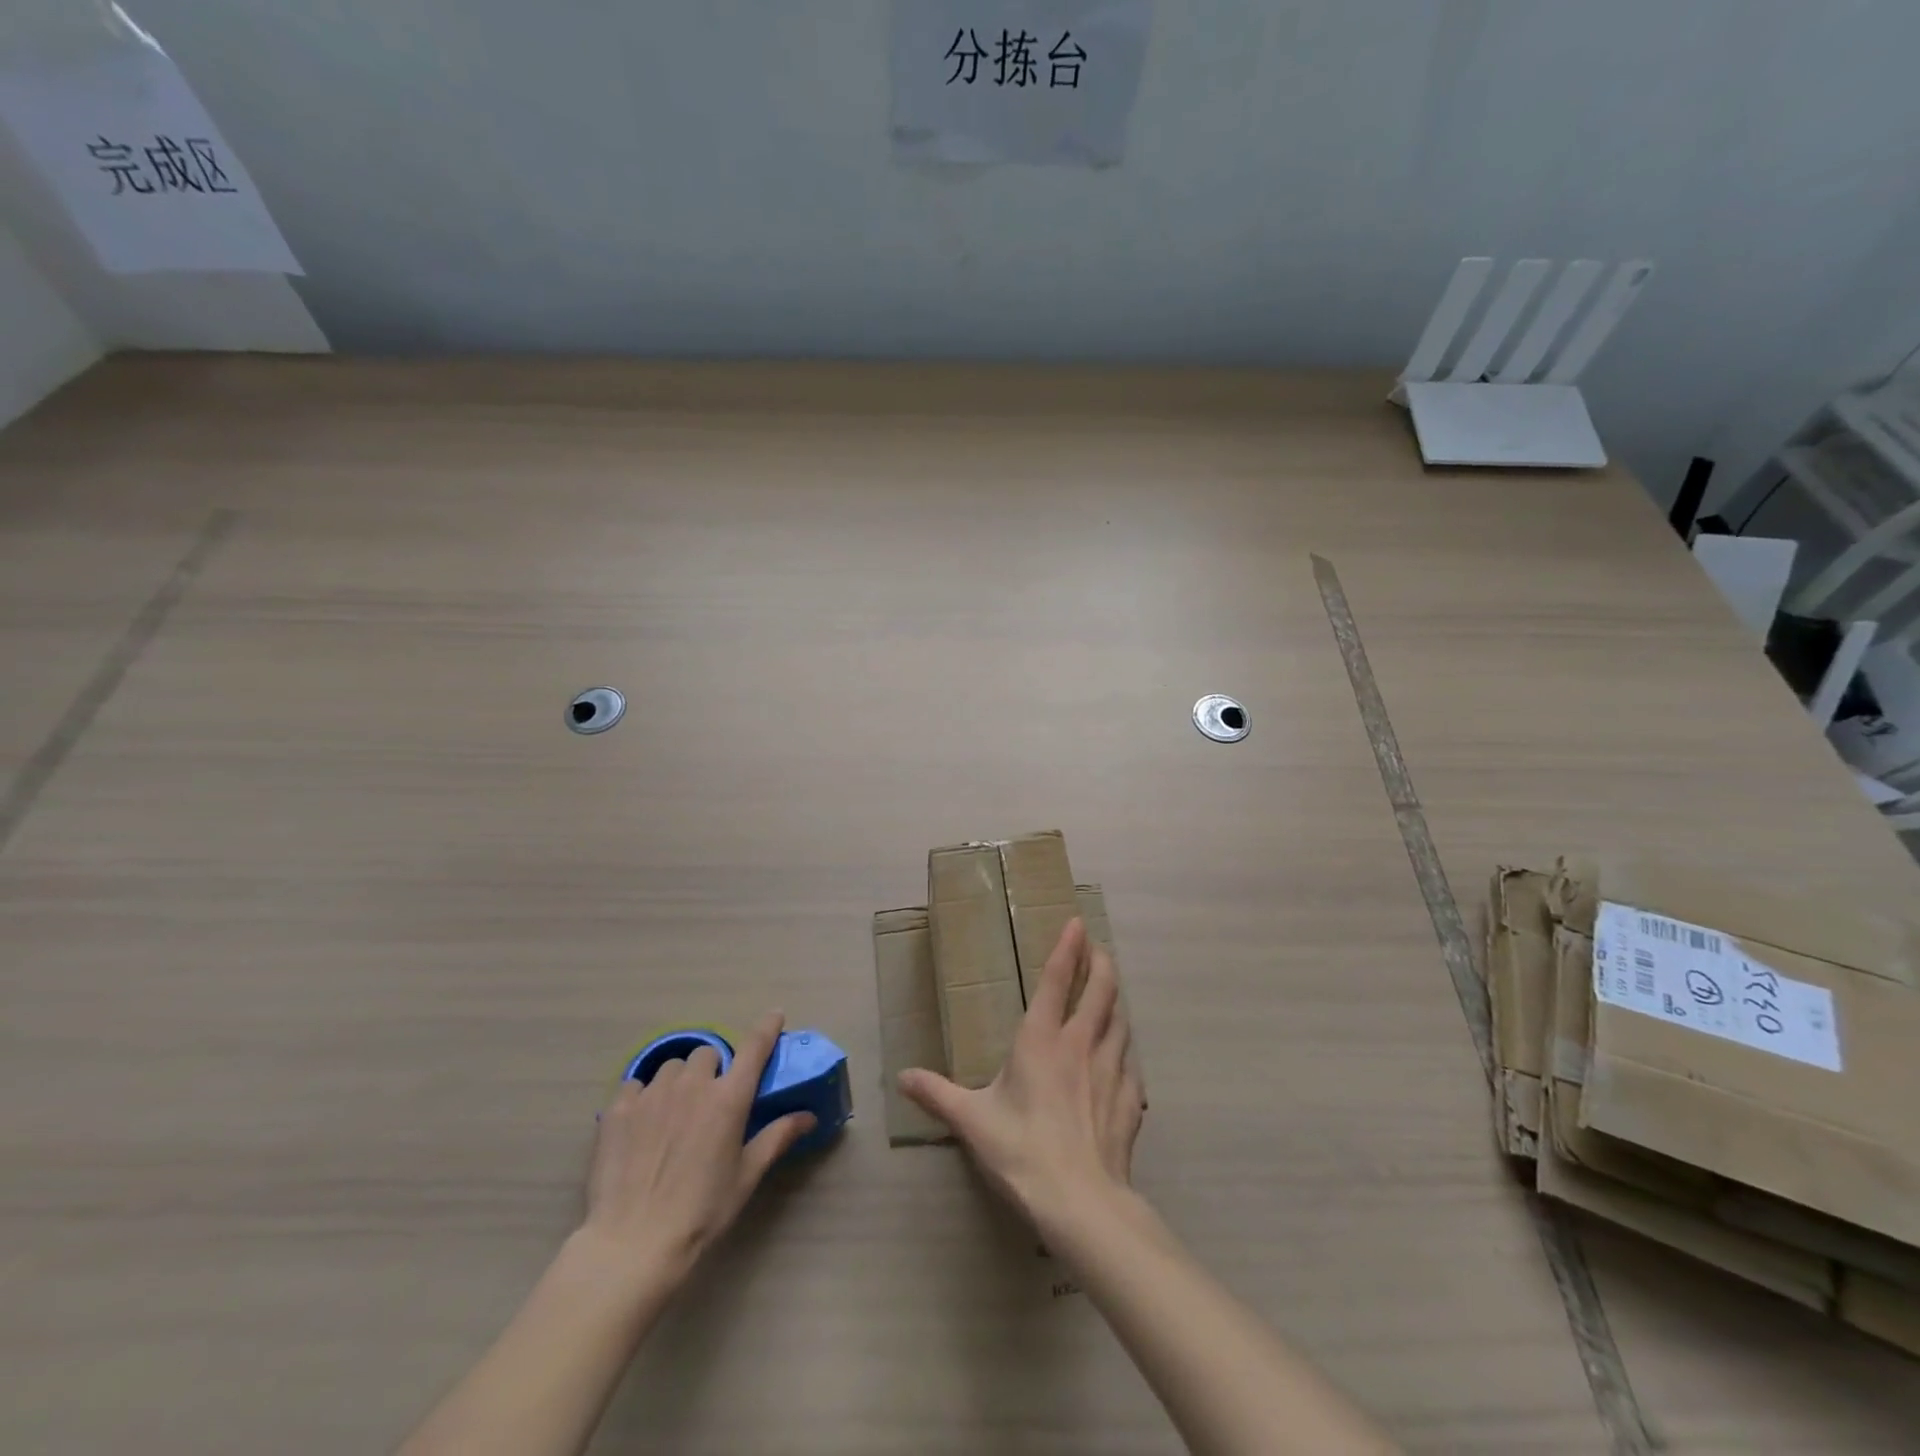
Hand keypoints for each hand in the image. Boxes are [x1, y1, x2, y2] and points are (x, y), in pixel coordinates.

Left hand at [581, 1012, 815, 1289]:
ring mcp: (653, 1094)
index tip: (774, 1015)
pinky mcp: (618, 1109)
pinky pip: (636, 1085)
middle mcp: (693, 1085)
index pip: (754, 1047)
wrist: (633, 1244)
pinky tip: (642, 1125)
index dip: (766, 1027)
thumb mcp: (746, 1177)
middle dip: (713, 1069)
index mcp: (729, 1099)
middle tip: (710, 1101)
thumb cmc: (701, 1213)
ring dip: (679, 1081)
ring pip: (672, 1067)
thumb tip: (808, 1116)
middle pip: (708, 1054)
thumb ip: (777, 1138)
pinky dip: (643, 1096)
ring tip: (674, 1113)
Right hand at [900, 919, 1145, 1229]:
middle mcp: (1081, 1044)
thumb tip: (902, 1077)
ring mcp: (1111, 1070)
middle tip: (1098, 949)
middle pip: (1102, 989)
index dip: (1068, 947)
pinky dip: (1126, 1046)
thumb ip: (937, 1094)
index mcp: (1042, 1039)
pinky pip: (1131, 1060)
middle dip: (1101, 963)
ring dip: (1116, 999)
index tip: (1078, 922)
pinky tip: (1123, 1053)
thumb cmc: (1021, 1150)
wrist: (1081, 1201)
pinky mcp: (1130, 1099)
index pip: (1058, 980)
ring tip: (1112, 991)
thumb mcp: (971, 1121)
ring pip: (1121, 1019)